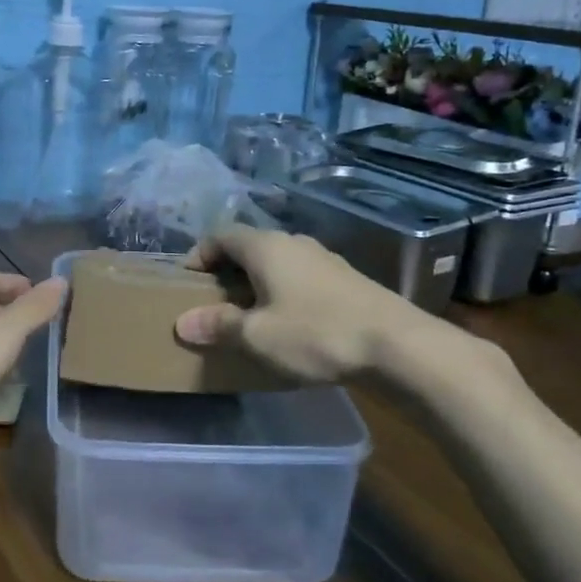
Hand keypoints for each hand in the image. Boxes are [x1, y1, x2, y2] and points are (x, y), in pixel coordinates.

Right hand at [175, 228, 507, 399]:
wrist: (398, 345)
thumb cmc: (316, 334)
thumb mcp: (258, 336)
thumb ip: (219, 326)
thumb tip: (182, 322)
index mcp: (265, 246)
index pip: (220, 235)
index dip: (198, 254)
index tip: (186, 282)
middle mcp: (293, 242)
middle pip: (249, 245)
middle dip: (226, 270)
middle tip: (212, 300)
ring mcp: (323, 258)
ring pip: (277, 261)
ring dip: (257, 281)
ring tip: (249, 313)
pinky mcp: (346, 278)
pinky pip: (300, 276)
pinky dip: (283, 290)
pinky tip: (289, 321)